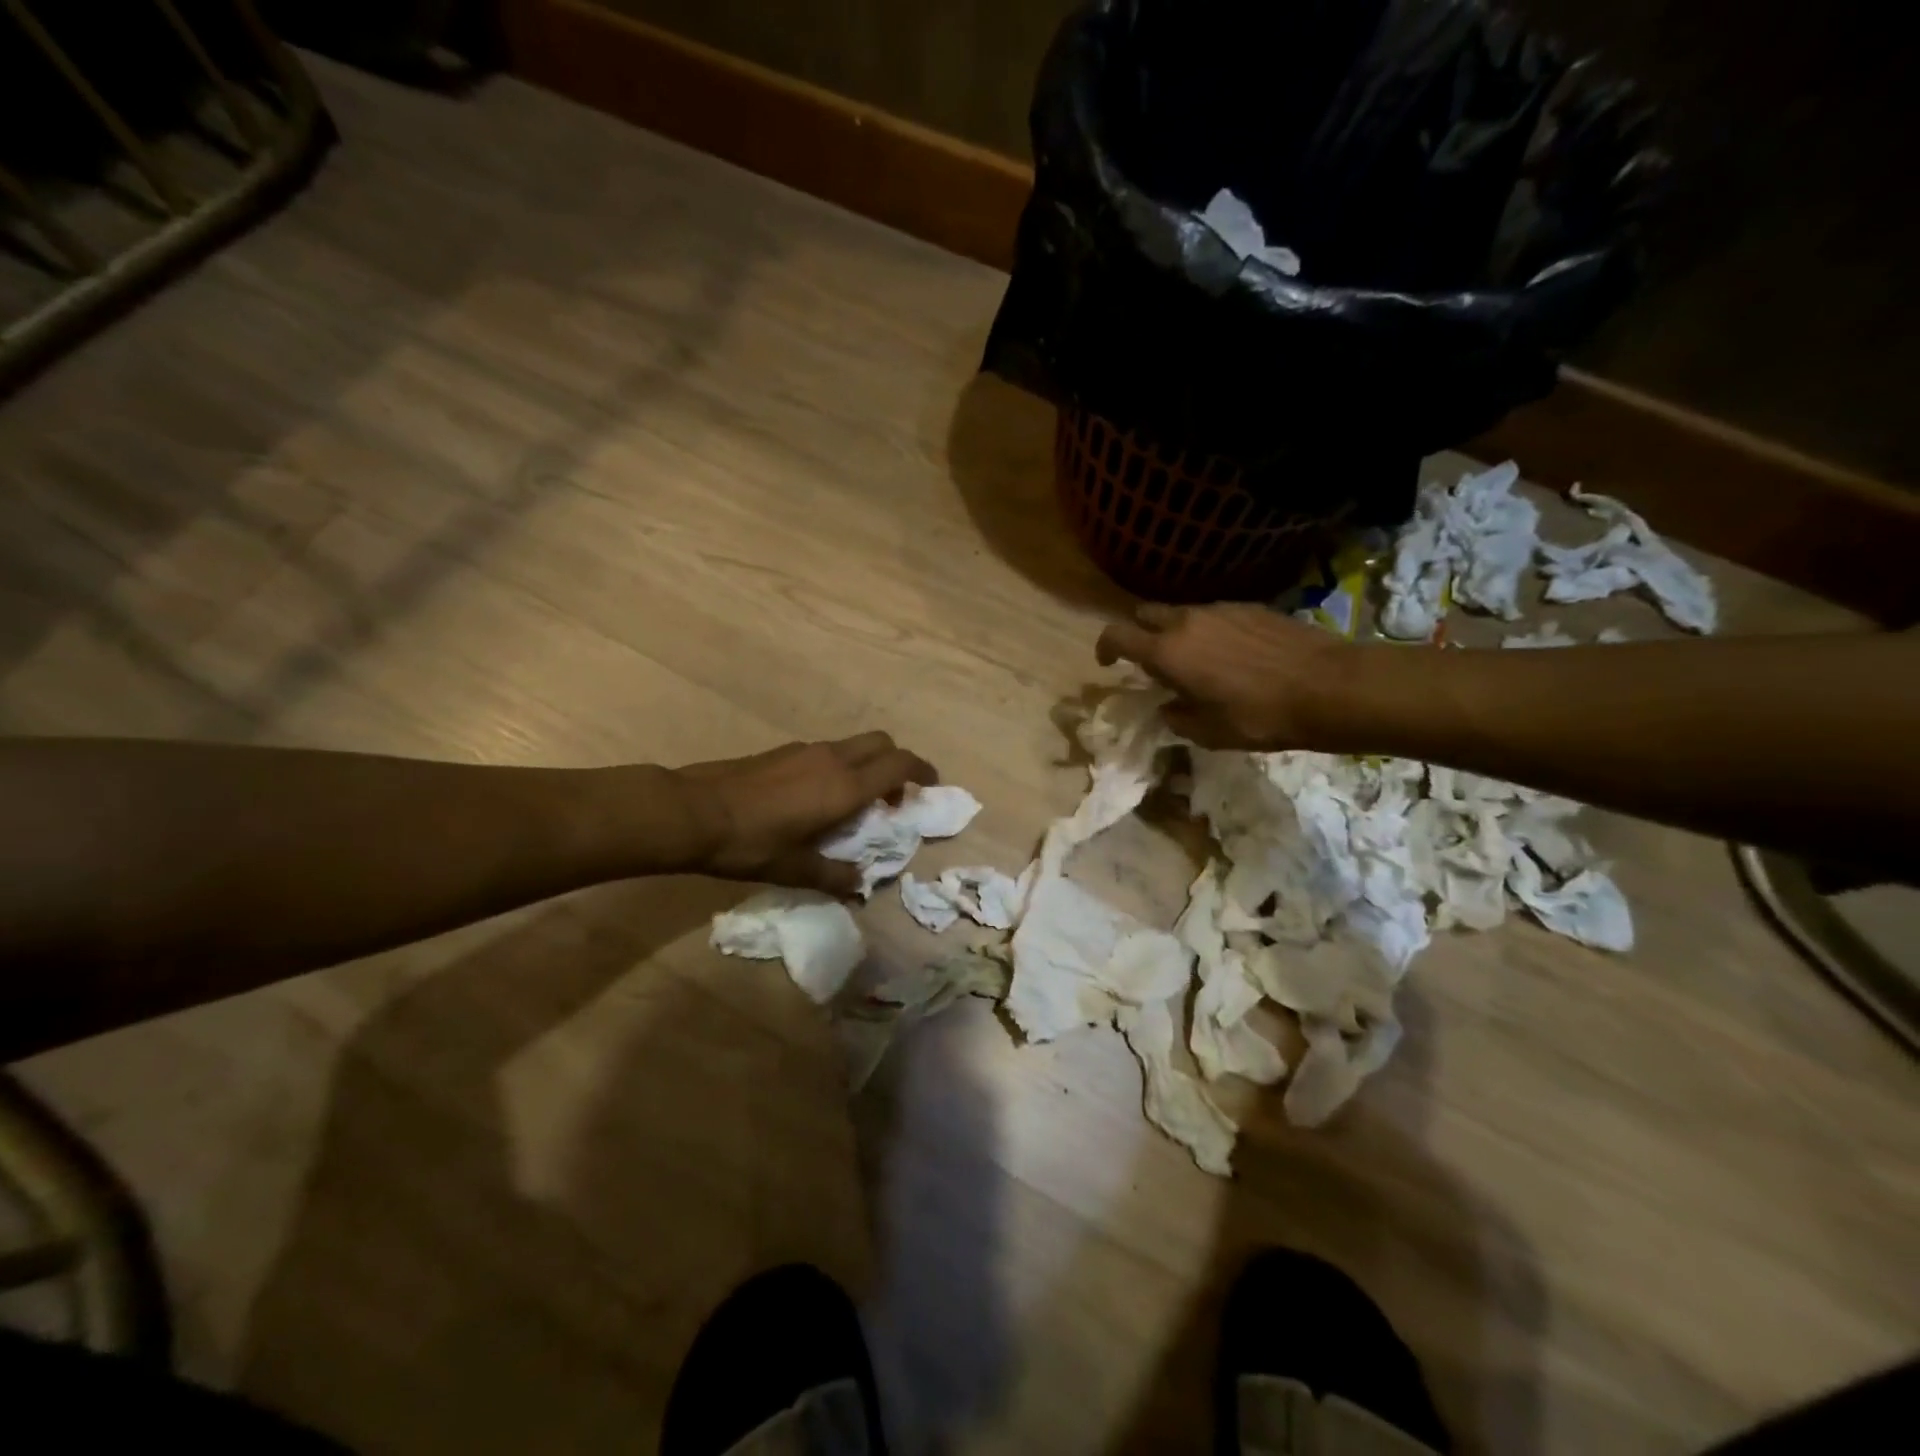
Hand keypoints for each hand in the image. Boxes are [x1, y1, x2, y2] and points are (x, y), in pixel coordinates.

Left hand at [675, 733, 936, 894]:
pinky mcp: (783, 751)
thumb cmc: (751, 843)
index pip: (899, 764)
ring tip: (853, 802)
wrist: (692, 812)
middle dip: (897, 763)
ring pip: (853, 745)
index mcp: (845, 786)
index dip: (922, 770)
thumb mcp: (796, 868)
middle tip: (892, 797)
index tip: (931, 784)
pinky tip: (816, 797)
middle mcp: (832, 759)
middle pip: (881, 743)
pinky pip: (827, 751)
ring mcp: (805, 750)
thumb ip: (835, 876)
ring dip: (866, 766)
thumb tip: (860, 884)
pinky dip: (839, 767)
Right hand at [1096, 603, 1347, 749]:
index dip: (1104, 647)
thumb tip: (1169, 708)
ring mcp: (1221, 609)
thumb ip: (1177, 717)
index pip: (1116, 635)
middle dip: (1140, 633)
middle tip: (1152, 661)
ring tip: (1197, 661)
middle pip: (1146, 614)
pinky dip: (1210, 631)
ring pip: (1183, 613)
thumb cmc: (1259, 716)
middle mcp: (1187, 621)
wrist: (1328, 687)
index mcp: (1168, 652)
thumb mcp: (1208, 732)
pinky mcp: (1251, 607)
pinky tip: (1232, 655)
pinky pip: (1216, 614)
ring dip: (1178, 633)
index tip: (1108, 663)